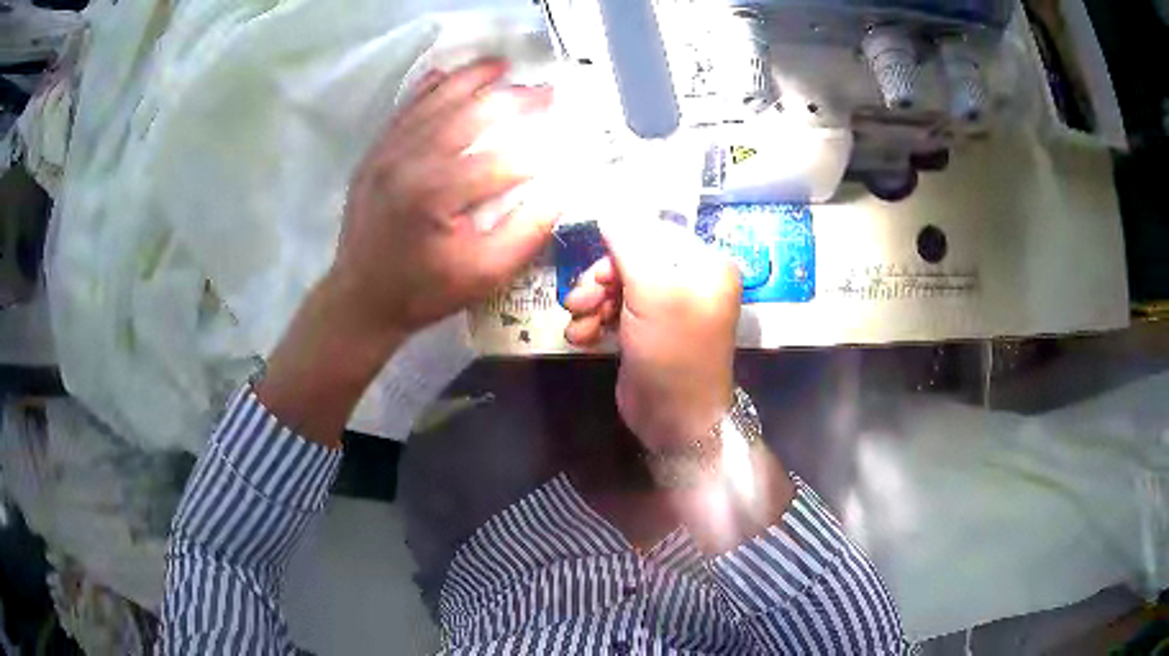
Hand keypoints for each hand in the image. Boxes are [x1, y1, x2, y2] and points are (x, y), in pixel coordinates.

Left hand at [258, 59, 557, 446]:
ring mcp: (388, 152)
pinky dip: (430, 88)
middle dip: (514, 100)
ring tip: (502, 65)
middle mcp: (410, 161)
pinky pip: (405, 108)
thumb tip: (562, 190)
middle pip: (471, 114)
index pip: (503, 160)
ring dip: (473, 79)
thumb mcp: (484, 275)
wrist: (361, 297)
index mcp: (437, 194)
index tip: (566, 143)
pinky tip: (450, 74)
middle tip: (545, 92)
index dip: (540, 151)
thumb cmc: (424, 290)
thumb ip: (527, 232)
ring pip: (437, 101)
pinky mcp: (375, 152)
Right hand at [564, 220, 741, 449]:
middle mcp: (689, 281)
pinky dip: (595, 321)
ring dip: (592, 302)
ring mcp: (666, 308)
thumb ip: (629, 245)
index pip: (656, 234)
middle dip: (601, 279)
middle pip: (632, 259)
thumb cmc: (673, 350)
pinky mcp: (645, 331)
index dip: (621, 244)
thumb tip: (609, 208)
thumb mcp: (653, 291)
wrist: (674, 420)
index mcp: (705, 265)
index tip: (595, 261)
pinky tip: (581, 337)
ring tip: (579, 321)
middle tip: (580, 299)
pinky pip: (615, 312)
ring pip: (618, 286)